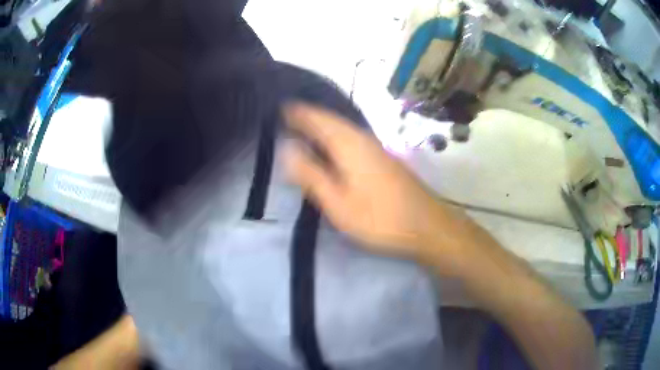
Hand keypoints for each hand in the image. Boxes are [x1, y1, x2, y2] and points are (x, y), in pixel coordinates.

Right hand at [283, 103, 465, 265]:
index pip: (317, 118)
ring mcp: (376, 147)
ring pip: (343, 128)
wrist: (427, 225)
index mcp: (348, 144)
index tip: (279, 108)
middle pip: (331, 120)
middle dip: (308, 115)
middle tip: (286, 115)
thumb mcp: (338, 203)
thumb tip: (286, 148)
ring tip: (302, 126)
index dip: (298, 112)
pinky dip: (336, 135)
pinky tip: (331, 145)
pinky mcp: (384, 158)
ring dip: (322, 124)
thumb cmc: (380, 218)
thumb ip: (311, 175)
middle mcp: (362, 138)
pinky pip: (352, 137)